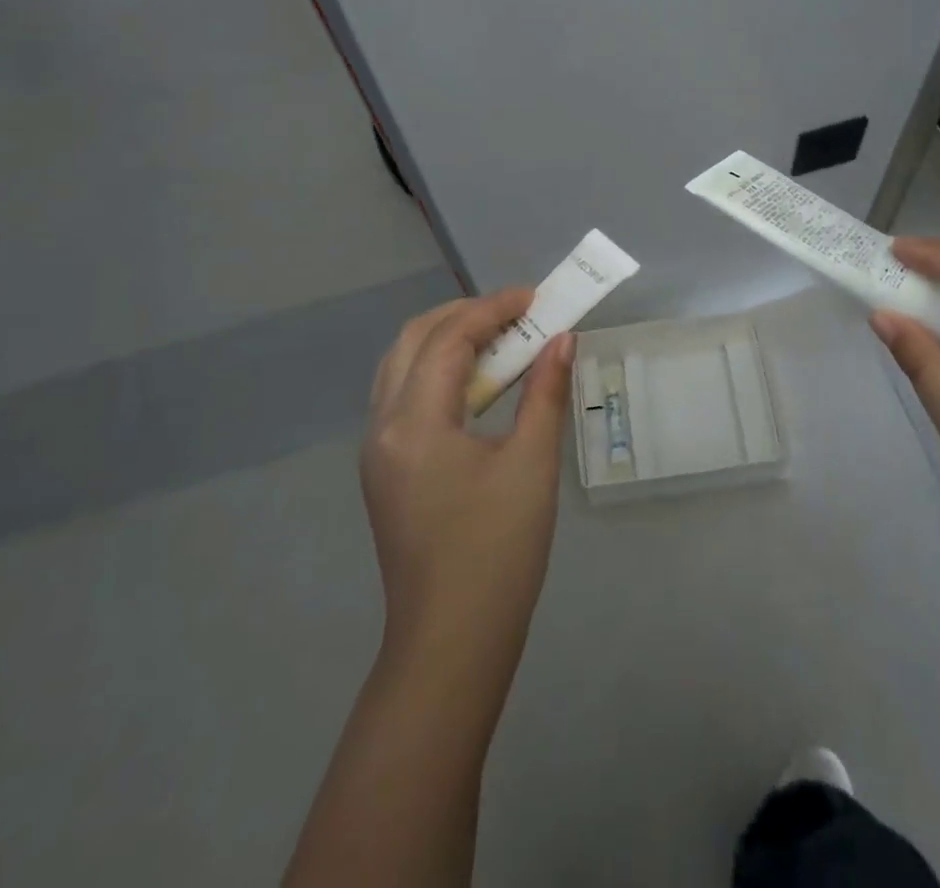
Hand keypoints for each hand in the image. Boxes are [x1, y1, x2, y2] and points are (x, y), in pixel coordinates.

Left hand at [361, 291, 574, 666]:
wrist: (451, 643)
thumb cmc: (497, 552)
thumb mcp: (531, 465)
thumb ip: (545, 392)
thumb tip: (562, 339)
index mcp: (413, 423)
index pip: (448, 339)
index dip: (494, 307)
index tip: (537, 296)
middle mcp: (382, 427)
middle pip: (412, 341)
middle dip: (464, 315)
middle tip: (517, 312)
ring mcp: (377, 450)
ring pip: (401, 366)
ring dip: (447, 340)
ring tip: (499, 337)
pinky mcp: (384, 470)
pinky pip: (403, 396)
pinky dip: (437, 371)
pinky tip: (476, 382)